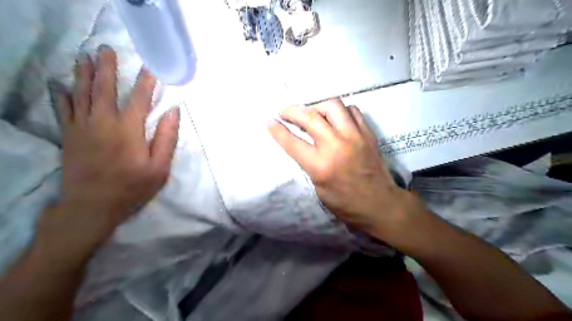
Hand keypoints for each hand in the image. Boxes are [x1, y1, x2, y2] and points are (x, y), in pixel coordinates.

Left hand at [41, 47, 178, 253]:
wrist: (92, 206)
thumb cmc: (132, 187)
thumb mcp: (160, 168)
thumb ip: (167, 138)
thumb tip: (173, 112)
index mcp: (129, 130)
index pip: (139, 99)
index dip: (146, 82)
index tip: (150, 66)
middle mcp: (103, 123)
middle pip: (104, 89)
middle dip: (107, 68)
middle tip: (106, 49)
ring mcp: (82, 128)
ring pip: (81, 94)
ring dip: (83, 74)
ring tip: (84, 57)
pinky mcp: (69, 136)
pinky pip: (63, 110)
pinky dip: (61, 95)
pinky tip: (61, 84)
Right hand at [269, 98, 418, 240]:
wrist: (380, 204)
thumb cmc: (346, 203)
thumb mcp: (319, 189)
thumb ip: (309, 164)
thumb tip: (302, 145)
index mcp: (321, 166)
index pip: (292, 142)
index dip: (277, 129)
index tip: (269, 120)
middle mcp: (336, 146)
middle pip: (309, 116)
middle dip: (292, 110)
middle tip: (284, 112)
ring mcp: (354, 136)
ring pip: (332, 105)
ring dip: (317, 106)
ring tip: (312, 114)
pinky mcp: (368, 133)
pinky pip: (352, 110)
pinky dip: (339, 111)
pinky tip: (335, 119)